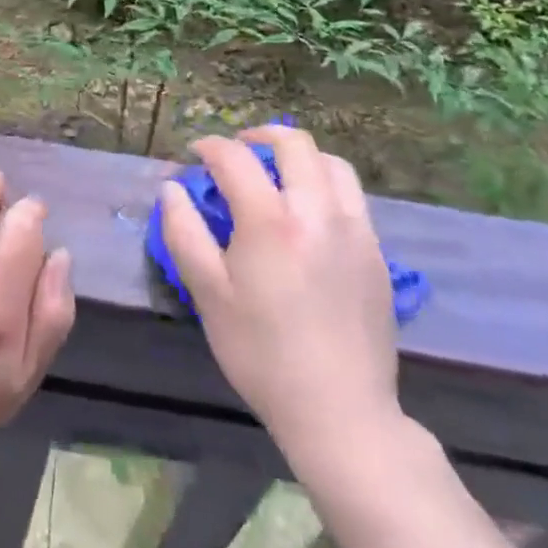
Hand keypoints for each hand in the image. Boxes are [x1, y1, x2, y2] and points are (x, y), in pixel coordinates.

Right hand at [158, 126, 400, 453]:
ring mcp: (355, 229)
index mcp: (270, 220)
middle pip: (293, 143)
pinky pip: (351, 196)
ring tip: (277, 174)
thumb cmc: (262, 353)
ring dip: (299, 156)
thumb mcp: (208, 294)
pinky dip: (325, 184)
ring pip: (331, 163)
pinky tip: (308, 213)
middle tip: (238, 150)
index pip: (235, 158)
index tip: (195, 153)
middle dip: (259, 135)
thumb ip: (184, 232)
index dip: (209, 146)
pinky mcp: (376, 252)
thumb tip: (172, 188)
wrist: (341, 412)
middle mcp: (317, 210)